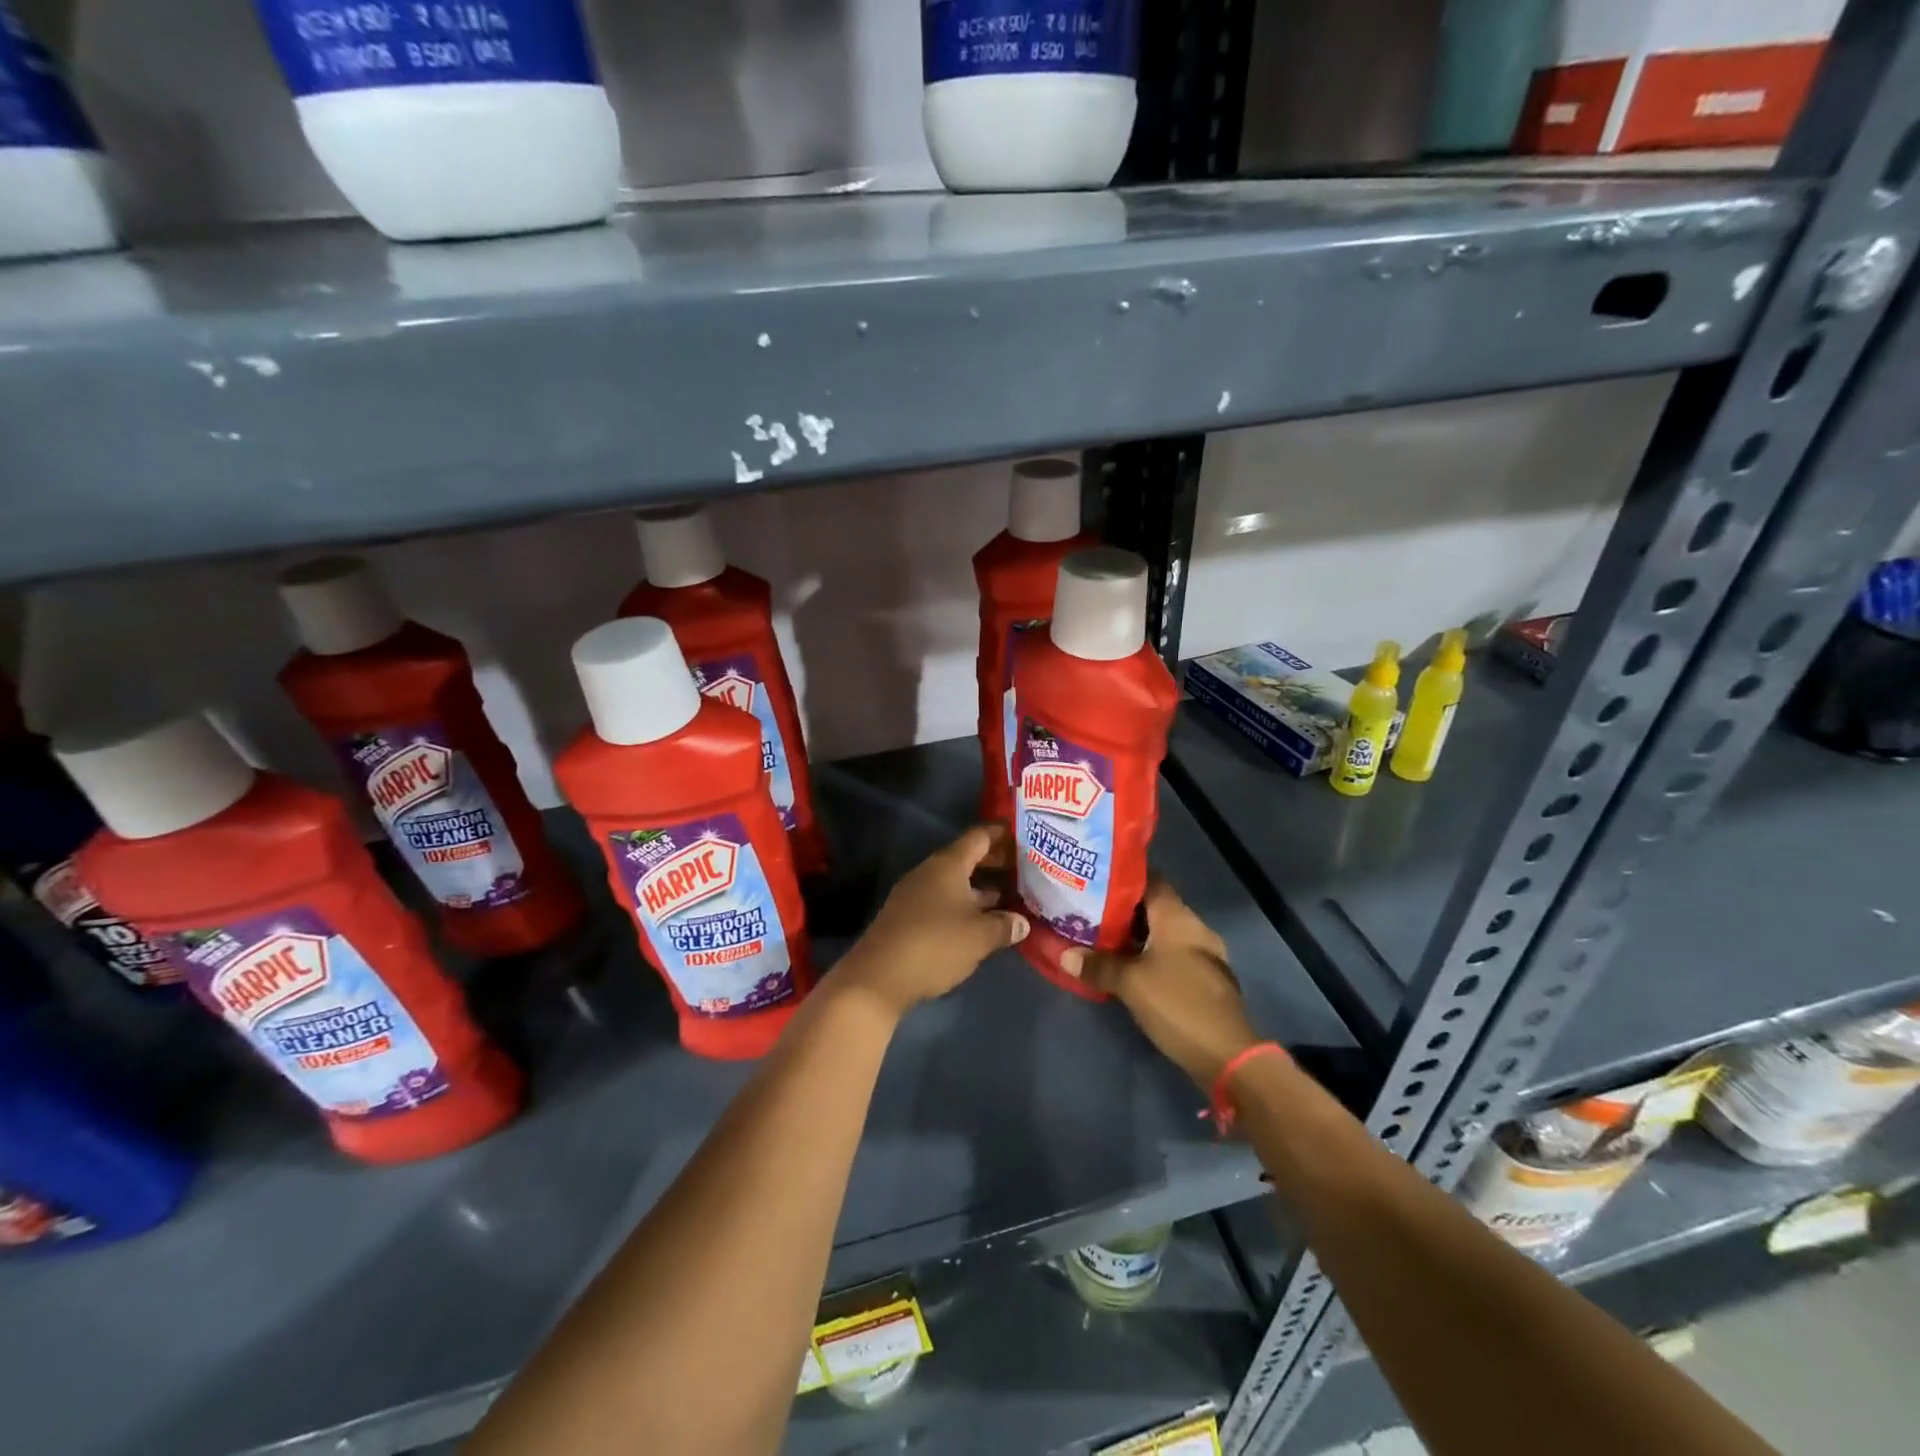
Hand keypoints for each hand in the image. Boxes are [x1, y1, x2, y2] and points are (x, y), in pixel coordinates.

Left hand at [838, 824, 1028, 1018]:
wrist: (878, 977)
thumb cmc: (935, 945)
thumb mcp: (979, 936)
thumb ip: (1004, 925)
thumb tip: (1021, 922)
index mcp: (948, 865)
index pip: (979, 837)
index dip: (1002, 834)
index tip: (1024, 835)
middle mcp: (930, 872)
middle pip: (967, 858)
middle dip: (995, 862)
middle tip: (1024, 870)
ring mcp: (916, 894)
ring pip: (956, 882)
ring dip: (981, 888)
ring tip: (1010, 897)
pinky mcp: (909, 917)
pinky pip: (944, 901)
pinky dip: (965, 905)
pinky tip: (981, 921)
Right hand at [1063, 879, 1258, 1088]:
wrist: (1228, 1055)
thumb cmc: (1178, 1004)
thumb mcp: (1130, 983)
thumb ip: (1098, 965)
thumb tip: (1065, 955)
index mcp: (1177, 917)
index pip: (1150, 880)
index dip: (1122, 877)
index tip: (1094, 880)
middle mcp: (1193, 928)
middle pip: (1154, 907)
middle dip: (1122, 910)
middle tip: (1088, 912)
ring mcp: (1202, 956)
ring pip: (1162, 934)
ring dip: (1134, 937)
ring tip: (1099, 939)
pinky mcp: (1203, 981)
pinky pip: (1170, 957)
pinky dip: (1148, 957)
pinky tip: (1126, 968)